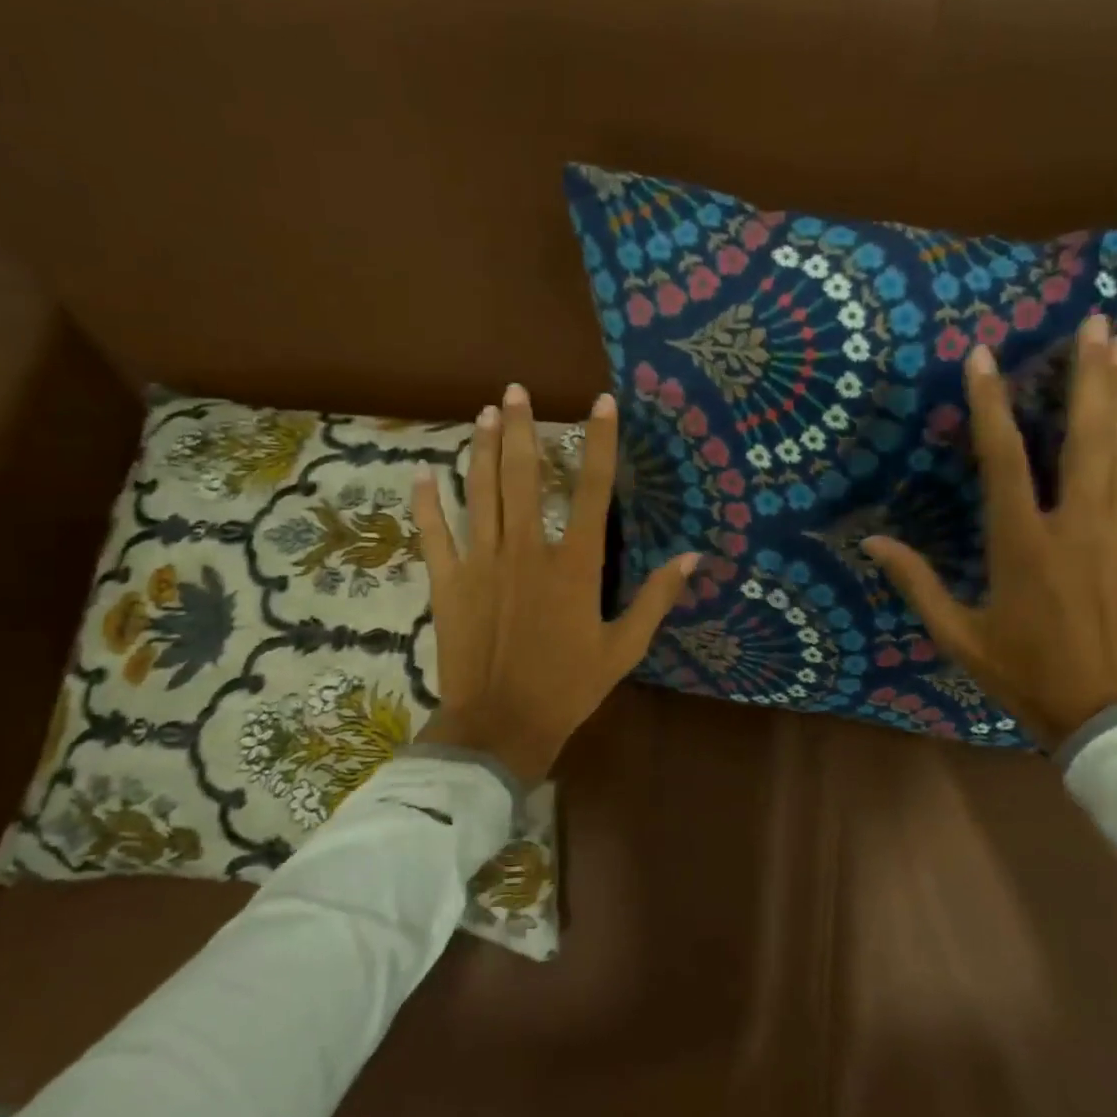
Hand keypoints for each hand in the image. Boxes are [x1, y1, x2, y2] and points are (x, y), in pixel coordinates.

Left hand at [410, 383, 698, 784]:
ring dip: (480, 450)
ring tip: (484, 414)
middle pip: (522, 476)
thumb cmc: (569, 687)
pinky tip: (422, 473)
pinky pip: (435, 534)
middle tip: (516, 390)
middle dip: (520, 429)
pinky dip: (427, 503)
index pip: (592, 490)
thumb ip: (657, 598)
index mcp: (574, 565)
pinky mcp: (449, 583)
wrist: (502, 726)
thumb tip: (694, 557)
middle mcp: (527, 551)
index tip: (600, 402)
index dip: (598, 442)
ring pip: (480, 493)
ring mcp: (482, 563)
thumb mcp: (625, 647)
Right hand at [863, 314, 1116, 749]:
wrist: (1112, 716)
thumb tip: (872, 542)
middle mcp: (1078, 525)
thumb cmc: (1027, 675)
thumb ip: (917, 584)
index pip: (1003, 459)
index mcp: (1022, 545)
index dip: (990, 404)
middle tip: (1093, 323)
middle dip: (1087, 375)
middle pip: (1085, 436)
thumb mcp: (959, 637)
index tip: (983, 357)